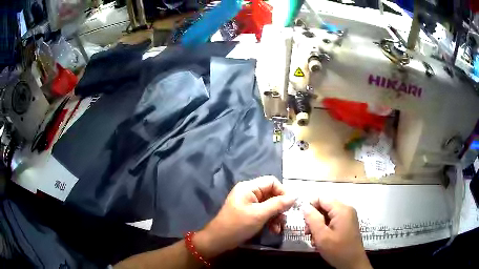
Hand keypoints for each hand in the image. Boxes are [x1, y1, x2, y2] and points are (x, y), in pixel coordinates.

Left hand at [194, 176, 294, 257]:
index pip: (272, 182)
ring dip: (276, 216)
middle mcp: (249, 193)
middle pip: (272, 194)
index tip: (291, 205)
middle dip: (280, 207)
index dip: (283, 192)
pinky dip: (270, 220)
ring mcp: (249, 203)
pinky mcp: (249, 213)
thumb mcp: (259, 214)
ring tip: (279, 228)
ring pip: (270, 205)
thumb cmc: (238, 225)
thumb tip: (294, 196)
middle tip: (285, 219)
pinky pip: (264, 213)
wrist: (219, 240)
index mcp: (249, 187)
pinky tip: (274, 230)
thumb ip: (278, 204)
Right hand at [303, 199, 371, 268]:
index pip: (322, 198)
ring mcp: (348, 217)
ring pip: (328, 215)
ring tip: (314, 239)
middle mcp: (346, 209)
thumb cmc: (337, 249)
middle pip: (325, 206)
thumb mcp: (322, 236)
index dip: (310, 206)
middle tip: (307, 233)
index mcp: (341, 209)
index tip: (303, 220)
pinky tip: (321, 240)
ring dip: (318, 225)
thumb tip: (305, 206)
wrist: (352, 263)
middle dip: (314, 218)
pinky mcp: (347, 224)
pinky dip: (325, 228)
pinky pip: (333, 221)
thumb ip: (312, 219)